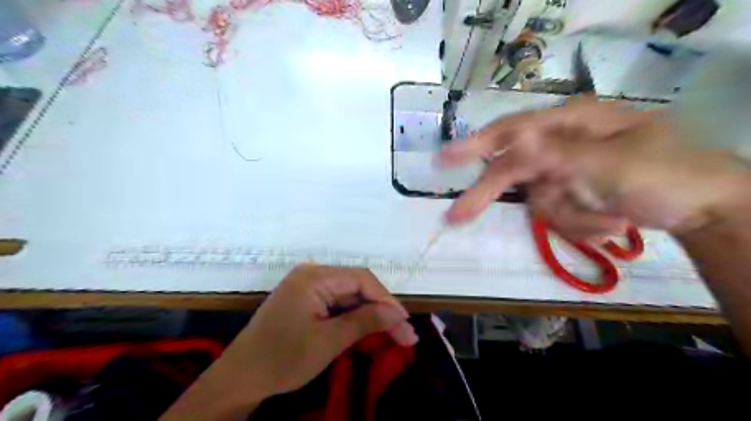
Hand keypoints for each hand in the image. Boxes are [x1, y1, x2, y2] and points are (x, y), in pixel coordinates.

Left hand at [221, 264, 416, 399]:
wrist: (240, 378)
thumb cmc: (282, 359)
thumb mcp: (328, 341)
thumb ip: (365, 322)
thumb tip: (399, 314)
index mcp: (314, 277)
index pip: (361, 279)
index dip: (387, 299)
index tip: (405, 323)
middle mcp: (312, 275)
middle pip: (357, 287)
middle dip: (382, 311)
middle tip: (405, 336)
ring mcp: (308, 287)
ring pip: (349, 297)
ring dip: (371, 316)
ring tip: (394, 335)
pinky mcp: (307, 301)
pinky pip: (337, 305)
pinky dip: (354, 319)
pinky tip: (370, 331)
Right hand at [442, 99, 750, 241]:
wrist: (705, 209)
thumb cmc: (668, 174)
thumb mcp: (615, 163)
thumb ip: (560, 154)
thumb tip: (516, 144)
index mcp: (571, 123)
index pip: (512, 131)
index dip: (474, 145)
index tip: (443, 159)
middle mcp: (561, 145)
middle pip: (510, 170)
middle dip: (490, 195)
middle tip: (456, 217)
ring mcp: (564, 172)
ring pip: (537, 202)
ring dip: (571, 218)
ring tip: (611, 220)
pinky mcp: (571, 194)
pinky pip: (556, 215)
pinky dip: (580, 226)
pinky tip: (612, 224)